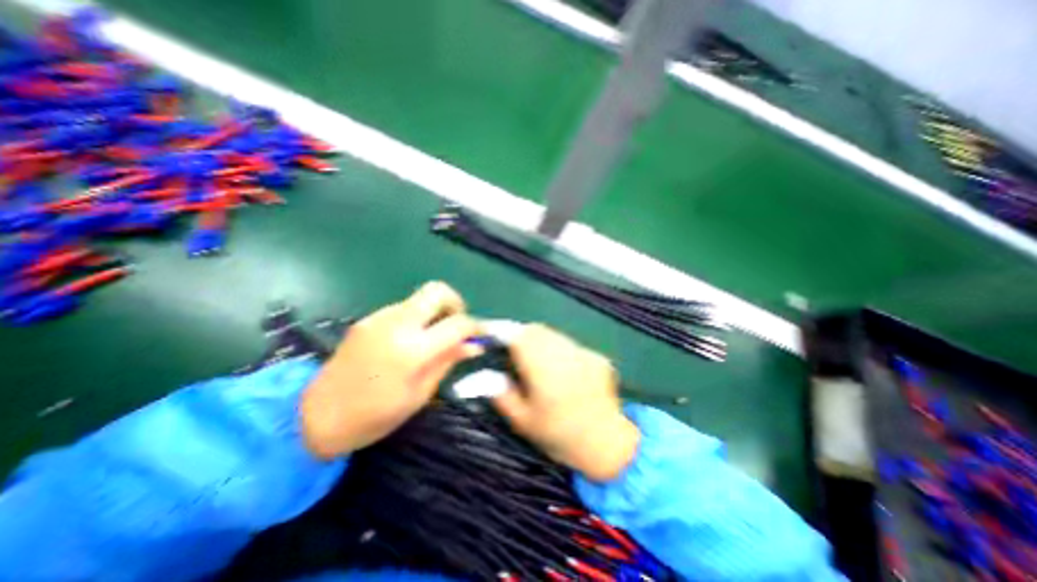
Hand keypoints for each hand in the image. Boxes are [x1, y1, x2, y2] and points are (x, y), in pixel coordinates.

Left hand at [299, 281, 479, 459]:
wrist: (314, 417)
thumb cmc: (374, 416)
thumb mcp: (420, 394)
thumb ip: (447, 361)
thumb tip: (474, 345)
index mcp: (412, 350)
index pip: (457, 323)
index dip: (475, 326)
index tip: (481, 334)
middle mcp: (396, 324)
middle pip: (437, 290)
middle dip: (455, 303)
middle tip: (457, 325)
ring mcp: (379, 317)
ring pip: (420, 299)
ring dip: (434, 312)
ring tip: (434, 337)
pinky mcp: (368, 319)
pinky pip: (403, 308)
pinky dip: (417, 317)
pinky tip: (411, 340)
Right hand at [490, 326, 640, 478]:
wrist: (607, 445)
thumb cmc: (560, 436)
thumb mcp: (523, 421)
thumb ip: (502, 394)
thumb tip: (485, 373)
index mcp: (543, 370)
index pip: (517, 336)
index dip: (500, 331)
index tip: (489, 334)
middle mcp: (564, 354)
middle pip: (535, 330)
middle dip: (519, 335)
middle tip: (511, 350)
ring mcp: (584, 353)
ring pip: (553, 334)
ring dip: (538, 339)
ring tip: (534, 359)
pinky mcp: (596, 356)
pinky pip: (569, 343)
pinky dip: (557, 347)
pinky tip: (559, 368)